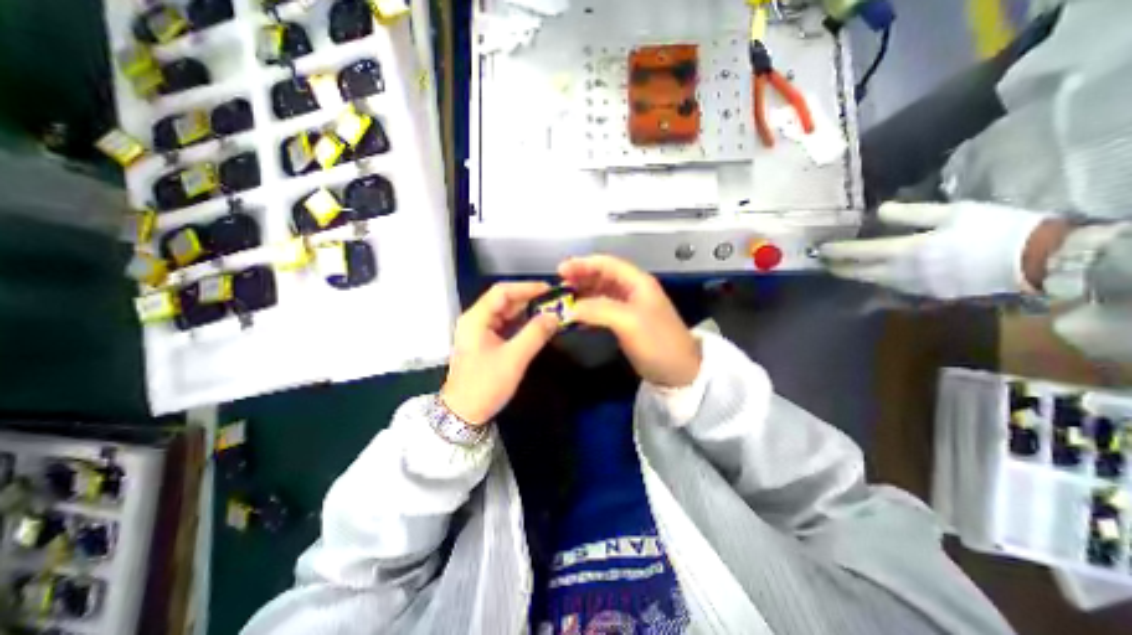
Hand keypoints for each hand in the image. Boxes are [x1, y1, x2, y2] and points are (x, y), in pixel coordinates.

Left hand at [446, 283, 559, 425]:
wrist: (463, 414)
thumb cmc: (485, 384)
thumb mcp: (514, 358)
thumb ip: (535, 334)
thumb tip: (555, 316)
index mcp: (476, 318)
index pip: (502, 291)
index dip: (526, 287)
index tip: (549, 290)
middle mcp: (476, 320)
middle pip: (504, 301)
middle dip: (529, 300)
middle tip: (554, 302)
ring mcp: (480, 331)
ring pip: (506, 313)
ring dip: (527, 312)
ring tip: (550, 312)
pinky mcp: (485, 342)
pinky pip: (506, 326)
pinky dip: (522, 324)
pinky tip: (537, 326)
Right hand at [555, 254, 698, 386]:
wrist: (679, 373)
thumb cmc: (658, 342)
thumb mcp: (629, 322)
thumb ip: (598, 309)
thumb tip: (569, 308)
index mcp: (637, 282)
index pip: (606, 263)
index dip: (582, 264)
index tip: (560, 271)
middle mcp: (633, 290)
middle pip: (602, 276)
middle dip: (580, 278)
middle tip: (558, 287)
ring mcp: (629, 307)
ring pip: (600, 293)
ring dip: (582, 294)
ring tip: (563, 301)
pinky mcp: (626, 323)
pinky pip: (602, 310)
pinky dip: (588, 310)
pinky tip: (575, 318)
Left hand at [814, 201, 1052, 297]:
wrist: (1038, 260)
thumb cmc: (994, 229)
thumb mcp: (952, 212)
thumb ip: (910, 213)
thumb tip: (878, 211)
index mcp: (905, 250)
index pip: (858, 252)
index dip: (836, 251)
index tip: (820, 249)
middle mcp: (901, 272)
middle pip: (859, 273)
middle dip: (838, 268)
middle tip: (824, 263)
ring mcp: (913, 286)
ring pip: (873, 282)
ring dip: (856, 276)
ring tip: (844, 269)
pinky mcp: (928, 294)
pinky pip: (893, 288)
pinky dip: (878, 281)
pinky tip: (876, 276)